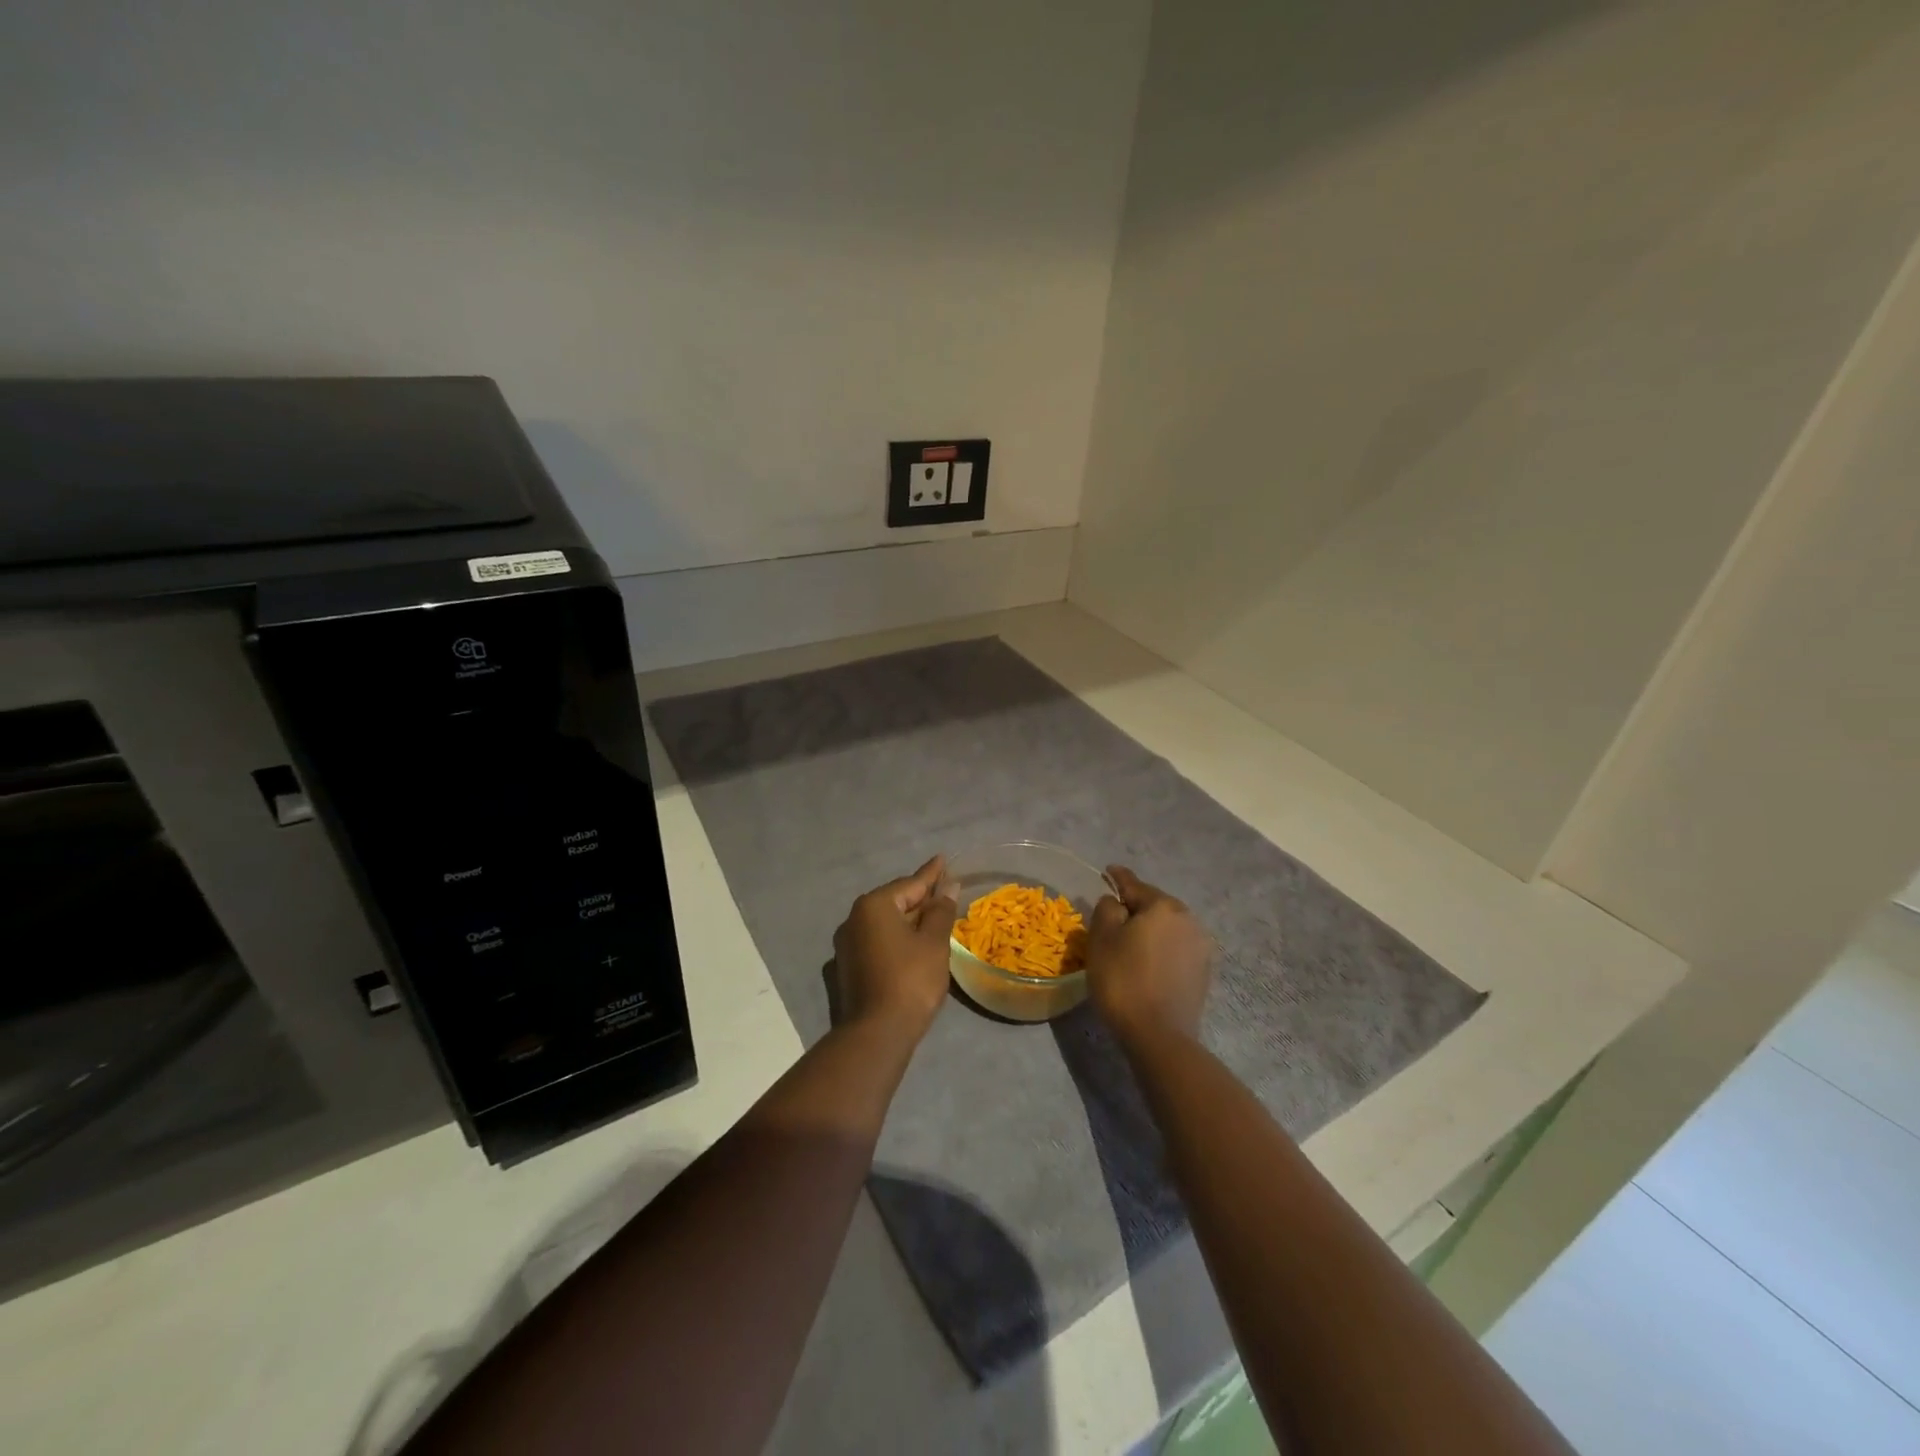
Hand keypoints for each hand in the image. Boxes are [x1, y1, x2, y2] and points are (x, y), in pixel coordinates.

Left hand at [832, 856, 958, 1039]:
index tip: (943, 859)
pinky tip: (912, 947)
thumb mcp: (934, 942)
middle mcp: (854, 919)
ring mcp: (847, 945)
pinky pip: (877, 943)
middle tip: (944, 893)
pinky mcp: (847, 968)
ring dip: (909, 922)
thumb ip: (941, 910)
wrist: (876, 1034)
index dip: (931, 873)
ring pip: (885, 924)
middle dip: (920, 899)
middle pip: (895, 902)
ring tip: (933, 919)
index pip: (910, 884)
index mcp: (874, 906)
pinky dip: (896, 940)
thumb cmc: (910, 980)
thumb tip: (947, 886)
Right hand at [1085, 866, 1211, 1047]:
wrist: (1159, 1035)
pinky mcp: (1203, 971)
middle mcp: (1187, 919)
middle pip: (1154, 905)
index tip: (1108, 871)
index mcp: (1162, 906)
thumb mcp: (1101, 939)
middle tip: (1113, 914)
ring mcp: (1200, 946)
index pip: (1134, 884)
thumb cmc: (1123, 980)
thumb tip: (1116, 903)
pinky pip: (1176, 947)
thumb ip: (1107, 909)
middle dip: (1135, 906)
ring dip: (1150, 928)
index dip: (1118, 877)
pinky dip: (1161, 947)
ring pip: (1167, 927)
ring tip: (1130, 939)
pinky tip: (1148, 960)